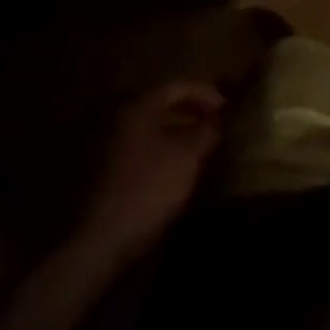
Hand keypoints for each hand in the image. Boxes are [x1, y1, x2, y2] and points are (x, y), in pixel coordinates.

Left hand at [80, 81, 223, 252]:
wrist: (103, 243)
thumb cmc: (150, 188)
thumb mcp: (189, 155)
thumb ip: (206, 130)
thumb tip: (216, 118)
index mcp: (140, 109)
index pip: (177, 86)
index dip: (205, 93)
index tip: (225, 108)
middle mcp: (124, 123)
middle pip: (164, 107)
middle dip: (193, 113)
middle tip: (216, 124)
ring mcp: (114, 150)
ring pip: (155, 131)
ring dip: (181, 134)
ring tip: (204, 148)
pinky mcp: (112, 176)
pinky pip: (146, 152)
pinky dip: (166, 153)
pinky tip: (181, 170)